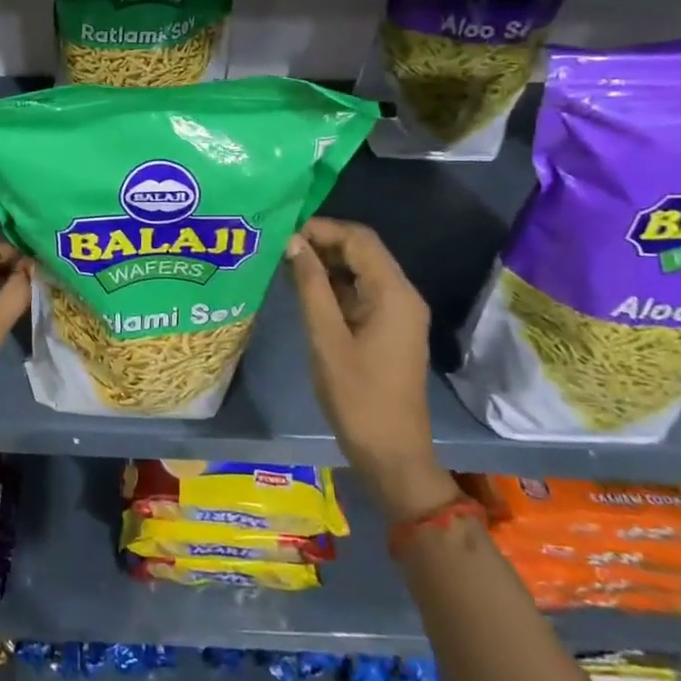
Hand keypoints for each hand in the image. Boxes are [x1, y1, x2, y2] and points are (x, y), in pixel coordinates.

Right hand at [285, 218, 455, 519]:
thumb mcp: (326, 338)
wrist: (391, 452)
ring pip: (360, 272)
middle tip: (278, 247)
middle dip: (322, 243)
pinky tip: (303, 290)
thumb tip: (293, 243)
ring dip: (325, 264)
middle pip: (362, 251)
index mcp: (394, 293)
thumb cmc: (357, 396)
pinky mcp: (388, 329)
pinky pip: (360, 293)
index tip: (283, 232)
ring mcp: (397, 313)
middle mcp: (402, 295)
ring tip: (283, 265)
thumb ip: (310, 287)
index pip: (359, 239)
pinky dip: (333, 286)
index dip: (322, 228)